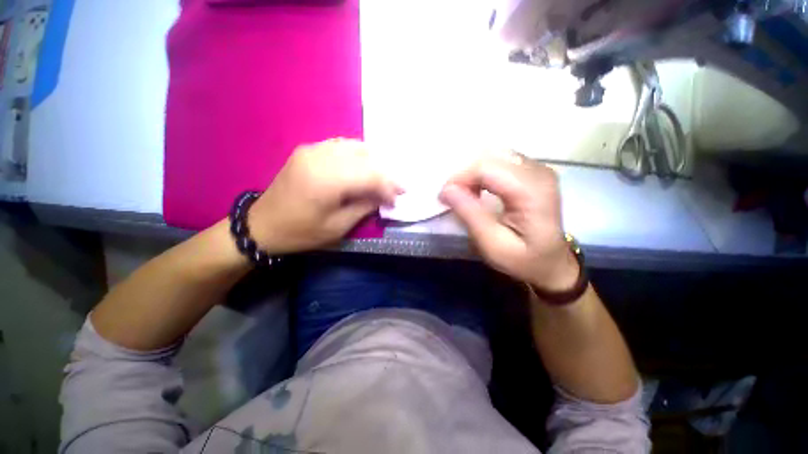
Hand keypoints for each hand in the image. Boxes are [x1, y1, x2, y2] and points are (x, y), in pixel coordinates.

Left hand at [248, 139, 400, 253]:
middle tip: (395, 188)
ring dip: (373, 162)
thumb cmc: (301, 232)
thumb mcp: (338, 227)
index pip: (370, 175)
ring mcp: (313, 149)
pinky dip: (357, 155)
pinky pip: (341, 145)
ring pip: (355, 147)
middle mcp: (321, 157)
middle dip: (385, 173)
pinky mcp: (308, 150)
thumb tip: (384, 196)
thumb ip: (365, 207)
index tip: (398, 198)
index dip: (389, 186)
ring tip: (382, 178)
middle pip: (366, 157)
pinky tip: (363, 167)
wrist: (262, 225)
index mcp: (327, 180)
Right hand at [439, 152, 577, 290]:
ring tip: (466, 195)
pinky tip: (480, 190)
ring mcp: (539, 168)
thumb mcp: (492, 244)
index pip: (487, 168)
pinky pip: (501, 161)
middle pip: (490, 158)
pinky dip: (484, 173)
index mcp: (533, 191)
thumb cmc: (523, 259)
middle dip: (465, 175)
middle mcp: (539, 172)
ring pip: (494, 157)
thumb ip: (470, 215)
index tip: (444, 197)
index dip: (460, 178)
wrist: (551, 263)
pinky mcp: (534, 171)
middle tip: (453, 197)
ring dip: (473, 174)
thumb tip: (446, 189)